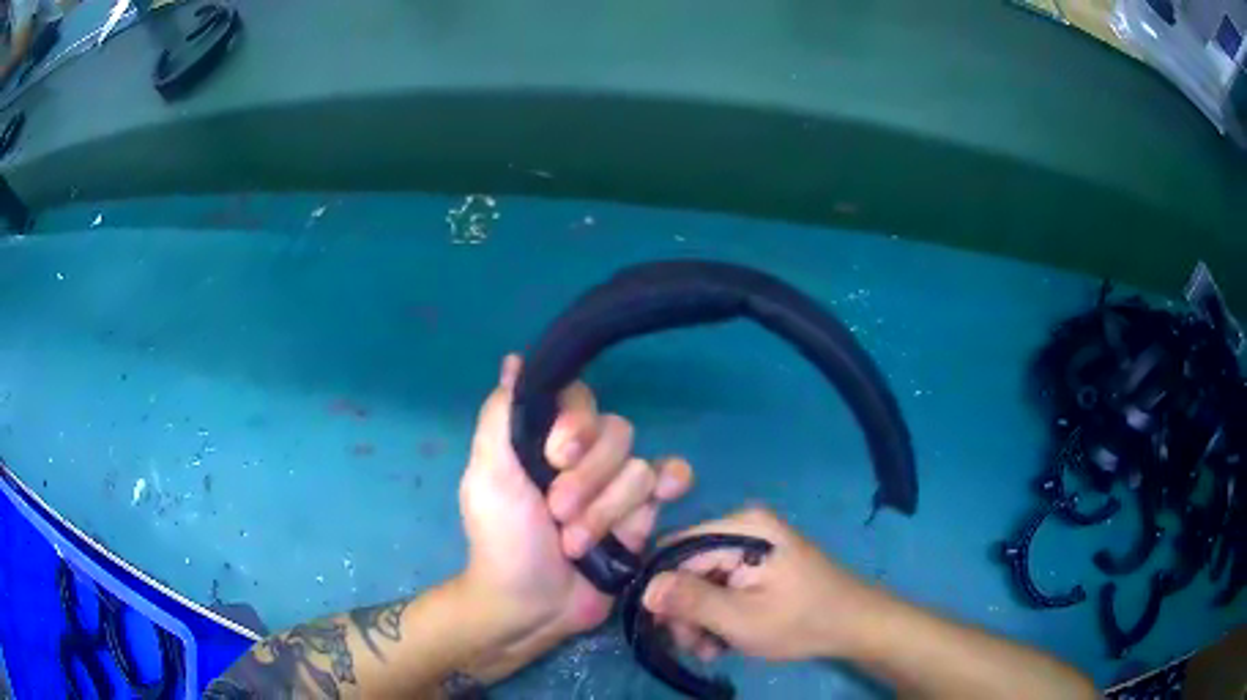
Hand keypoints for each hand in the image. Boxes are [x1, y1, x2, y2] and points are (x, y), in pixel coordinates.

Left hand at [456, 354, 693, 672]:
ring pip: (638, 469)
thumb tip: (514, 361)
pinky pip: (669, 481)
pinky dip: (671, 483)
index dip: (576, 426)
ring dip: (604, 513)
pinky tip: (666, 493)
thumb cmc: (502, 537)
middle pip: (616, 434)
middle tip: (556, 513)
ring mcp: (617, 485)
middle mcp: (586, 455)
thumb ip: (501, 417)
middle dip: (586, 481)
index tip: (555, 456)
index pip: (581, 401)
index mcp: (547, 439)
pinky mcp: (642, 515)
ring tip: (575, 544)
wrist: (531, 603)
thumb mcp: (488, 474)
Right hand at [641, 507, 892, 662]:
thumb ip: (692, 601)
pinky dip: (716, 613)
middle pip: (687, 566)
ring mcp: (752, 544)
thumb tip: (643, 588)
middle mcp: (743, 526)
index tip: (661, 627)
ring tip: (710, 650)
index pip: (675, 549)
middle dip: (683, 610)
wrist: (855, 624)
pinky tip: (723, 640)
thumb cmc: (801, 621)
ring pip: (701, 580)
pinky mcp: (758, 563)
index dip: (660, 588)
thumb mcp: (742, 618)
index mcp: (742, 527)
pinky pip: (721, 584)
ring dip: (698, 618)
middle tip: (692, 647)